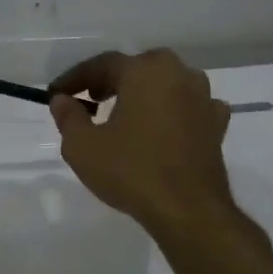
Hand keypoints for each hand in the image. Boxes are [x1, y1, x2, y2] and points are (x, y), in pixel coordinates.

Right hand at [48, 48, 238, 237]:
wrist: (187, 209)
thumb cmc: (130, 171)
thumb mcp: (82, 146)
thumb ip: (68, 116)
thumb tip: (62, 99)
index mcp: (144, 71)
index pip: (102, 64)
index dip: (75, 78)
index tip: (56, 94)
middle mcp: (178, 74)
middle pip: (137, 68)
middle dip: (111, 81)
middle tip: (90, 100)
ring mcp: (203, 98)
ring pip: (166, 84)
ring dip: (143, 93)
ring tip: (124, 114)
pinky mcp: (216, 124)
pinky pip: (189, 106)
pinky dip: (173, 110)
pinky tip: (163, 126)